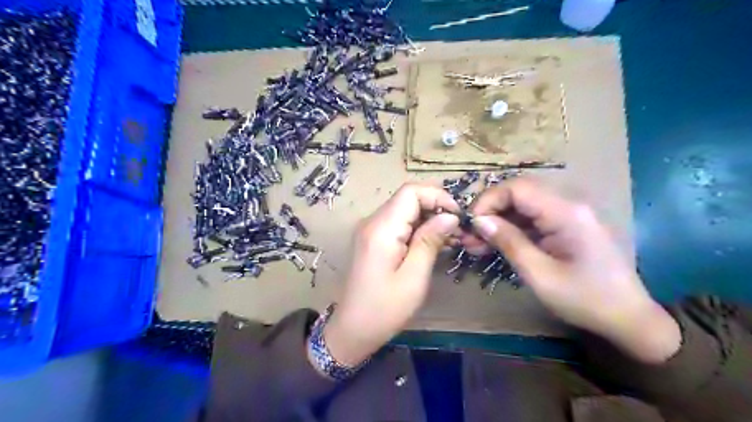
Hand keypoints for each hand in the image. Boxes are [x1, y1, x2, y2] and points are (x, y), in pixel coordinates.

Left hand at [321, 183, 458, 363]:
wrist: (352, 329)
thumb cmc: (384, 309)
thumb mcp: (414, 277)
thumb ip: (430, 241)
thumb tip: (450, 216)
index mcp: (381, 228)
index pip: (410, 192)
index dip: (438, 196)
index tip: (458, 217)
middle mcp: (372, 222)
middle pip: (407, 198)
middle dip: (436, 207)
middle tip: (458, 230)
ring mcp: (371, 230)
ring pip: (405, 210)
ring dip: (429, 219)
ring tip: (451, 239)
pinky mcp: (373, 239)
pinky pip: (398, 223)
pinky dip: (418, 228)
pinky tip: (434, 244)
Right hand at [466, 178, 682, 361]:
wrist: (628, 318)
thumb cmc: (585, 299)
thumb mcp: (540, 274)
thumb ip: (509, 242)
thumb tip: (479, 221)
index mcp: (566, 212)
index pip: (517, 188)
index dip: (488, 200)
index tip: (471, 224)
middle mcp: (569, 204)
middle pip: (519, 193)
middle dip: (490, 211)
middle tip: (469, 235)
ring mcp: (569, 214)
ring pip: (523, 205)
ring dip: (498, 221)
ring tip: (476, 243)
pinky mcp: (567, 225)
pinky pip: (533, 218)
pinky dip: (512, 229)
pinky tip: (496, 244)